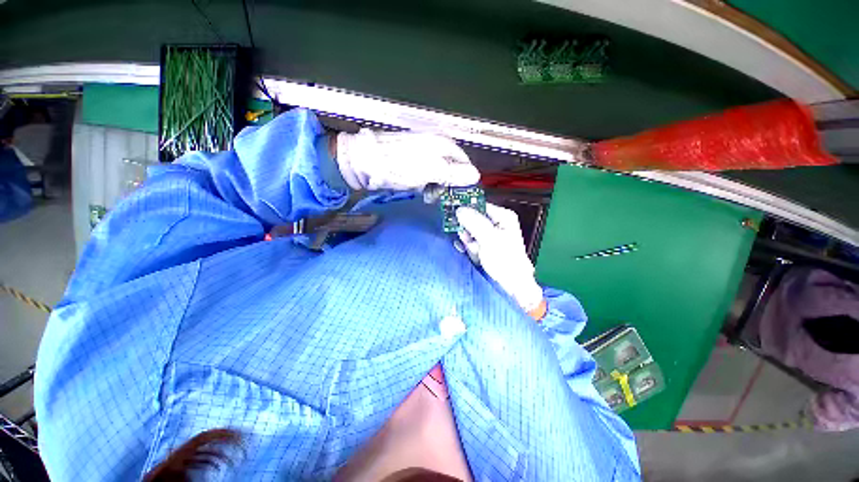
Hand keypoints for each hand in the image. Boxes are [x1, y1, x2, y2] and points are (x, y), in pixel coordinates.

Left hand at [335, 129, 479, 190]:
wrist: (364, 162)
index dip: (463, 179)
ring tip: (424, 195)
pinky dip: (423, 184)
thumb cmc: (399, 167)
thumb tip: (476, 176)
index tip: (458, 194)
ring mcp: (420, 152)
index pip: (463, 162)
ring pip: (437, 173)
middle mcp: (433, 145)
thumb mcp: (429, 171)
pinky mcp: (409, 161)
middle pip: (450, 168)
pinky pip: (424, 175)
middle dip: (446, 184)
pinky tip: (416, 189)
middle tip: (437, 196)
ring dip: (434, 186)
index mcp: (441, 144)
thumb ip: (453, 173)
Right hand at [456, 204, 544, 314]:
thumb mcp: (488, 239)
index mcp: (503, 216)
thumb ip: (474, 222)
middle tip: (471, 241)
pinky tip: (477, 256)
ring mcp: (490, 235)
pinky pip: (472, 242)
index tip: (454, 215)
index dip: (466, 210)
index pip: (479, 206)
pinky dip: (471, 249)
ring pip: (470, 232)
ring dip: (470, 243)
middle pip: (472, 220)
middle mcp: (496, 223)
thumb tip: (459, 210)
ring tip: (477, 252)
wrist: (512, 284)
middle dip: (469, 232)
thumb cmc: (505, 260)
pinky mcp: (485, 245)